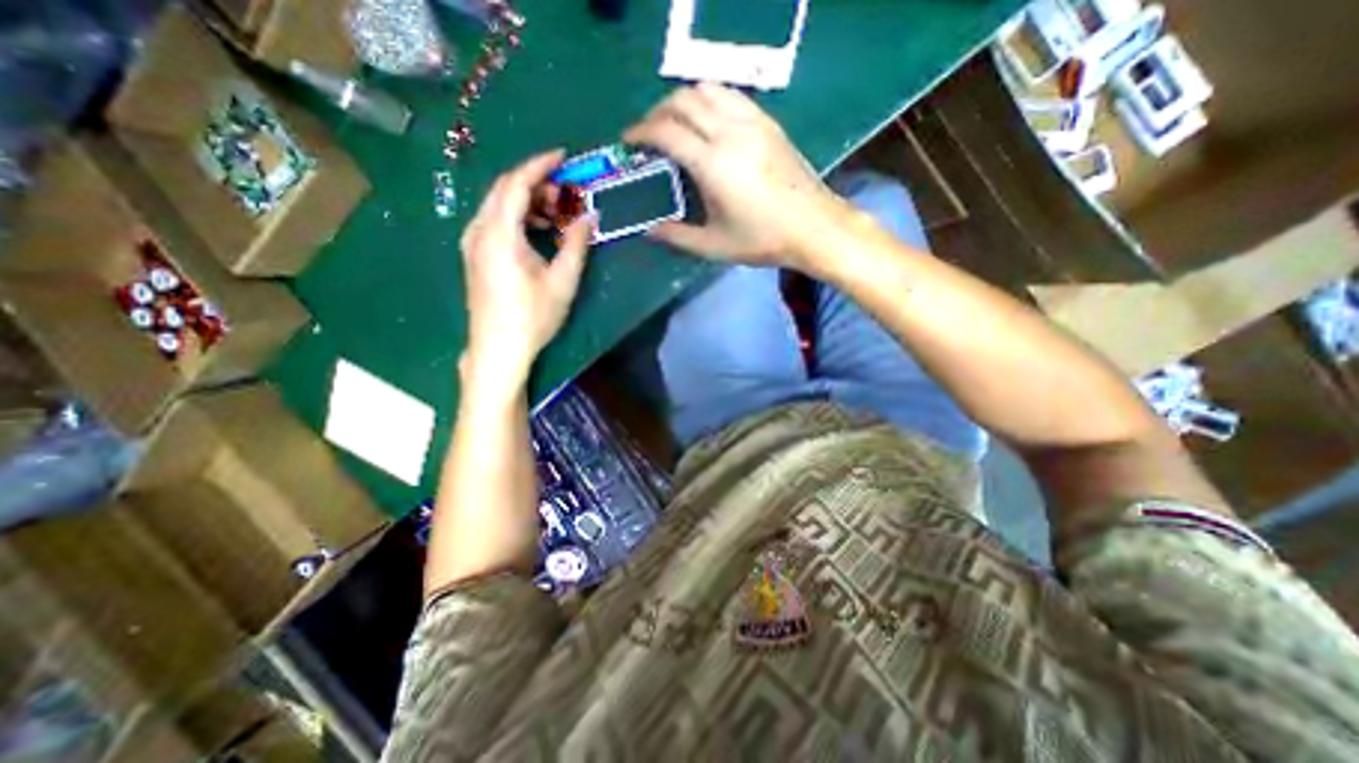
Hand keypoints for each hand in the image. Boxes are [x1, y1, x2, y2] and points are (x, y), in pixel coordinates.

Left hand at [459, 150, 591, 385]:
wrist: (498, 348)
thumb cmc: (532, 317)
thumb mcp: (562, 281)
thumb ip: (577, 244)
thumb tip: (590, 216)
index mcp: (499, 233)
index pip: (516, 183)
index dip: (540, 165)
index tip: (564, 157)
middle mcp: (479, 230)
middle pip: (505, 190)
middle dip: (537, 184)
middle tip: (567, 193)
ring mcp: (472, 242)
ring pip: (498, 205)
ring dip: (528, 202)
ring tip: (558, 215)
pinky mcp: (474, 255)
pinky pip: (495, 221)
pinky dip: (518, 217)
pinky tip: (538, 232)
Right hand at [622, 79, 844, 266]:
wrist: (813, 227)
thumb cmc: (763, 240)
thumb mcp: (715, 246)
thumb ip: (678, 237)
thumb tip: (650, 231)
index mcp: (713, 164)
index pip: (666, 131)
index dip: (641, 131)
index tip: (629, 141)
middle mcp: (729, 132)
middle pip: (683, 101)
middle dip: (658, 112)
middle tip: (649, 133)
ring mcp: (752, 122)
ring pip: (708, 89)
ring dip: (683, 100)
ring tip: (675, 123)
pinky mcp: (768, 123)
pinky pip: (732, 96)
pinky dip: (710, 100)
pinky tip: (709, 122)